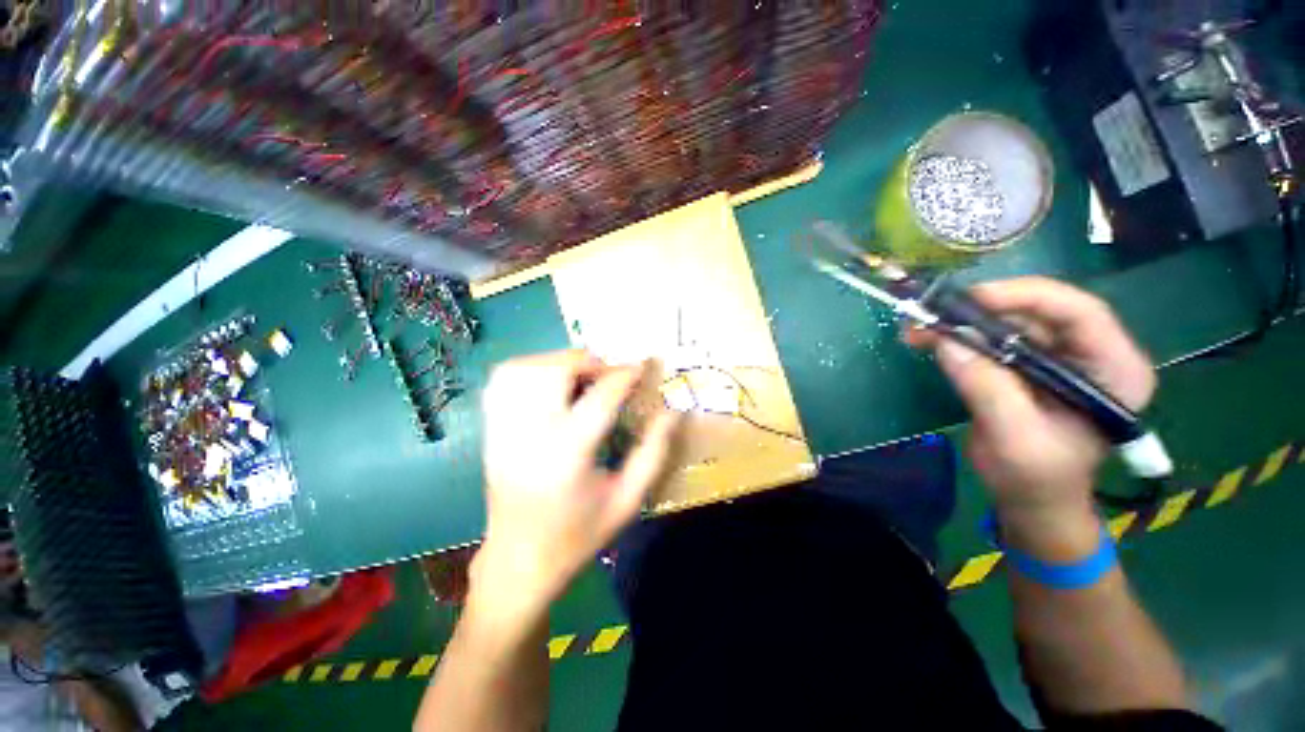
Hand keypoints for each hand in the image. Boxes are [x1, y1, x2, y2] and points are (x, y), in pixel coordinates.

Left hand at [474, 351, 679, 622]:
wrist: (519, 560)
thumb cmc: (579, 534)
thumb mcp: (628, 498)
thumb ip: (653, 451)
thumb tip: (672, 411)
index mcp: (569, 454)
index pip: (601, 396)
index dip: (626, 374)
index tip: (642, 367)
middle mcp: (531, 434)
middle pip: (556, 371)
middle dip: (589, 362)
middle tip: (609, 374)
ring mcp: (503, 429)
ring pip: (526, 368)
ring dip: (559, 362)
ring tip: (581, 376)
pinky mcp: (490, 430)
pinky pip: (502, 380)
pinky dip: (529, 368)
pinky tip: (548, 382)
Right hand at [907, 278, 1155, 554]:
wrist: (1030, 497)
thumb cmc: (1036, 477)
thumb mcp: (1016, 439)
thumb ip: (989, 389)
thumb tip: (947, 341)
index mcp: (1114, 370)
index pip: (1080, 313)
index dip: (1027, 297)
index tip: (972, 300)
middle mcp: (1088, 353)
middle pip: (1037, 311)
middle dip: (979, 310)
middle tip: (930, 314)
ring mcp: (1054, 357)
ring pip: (1006, 321)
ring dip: (959, 321)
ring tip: (918, 329)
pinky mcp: (1023, 363)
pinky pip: (988, 337)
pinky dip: (954, 335)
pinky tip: (927, 340)